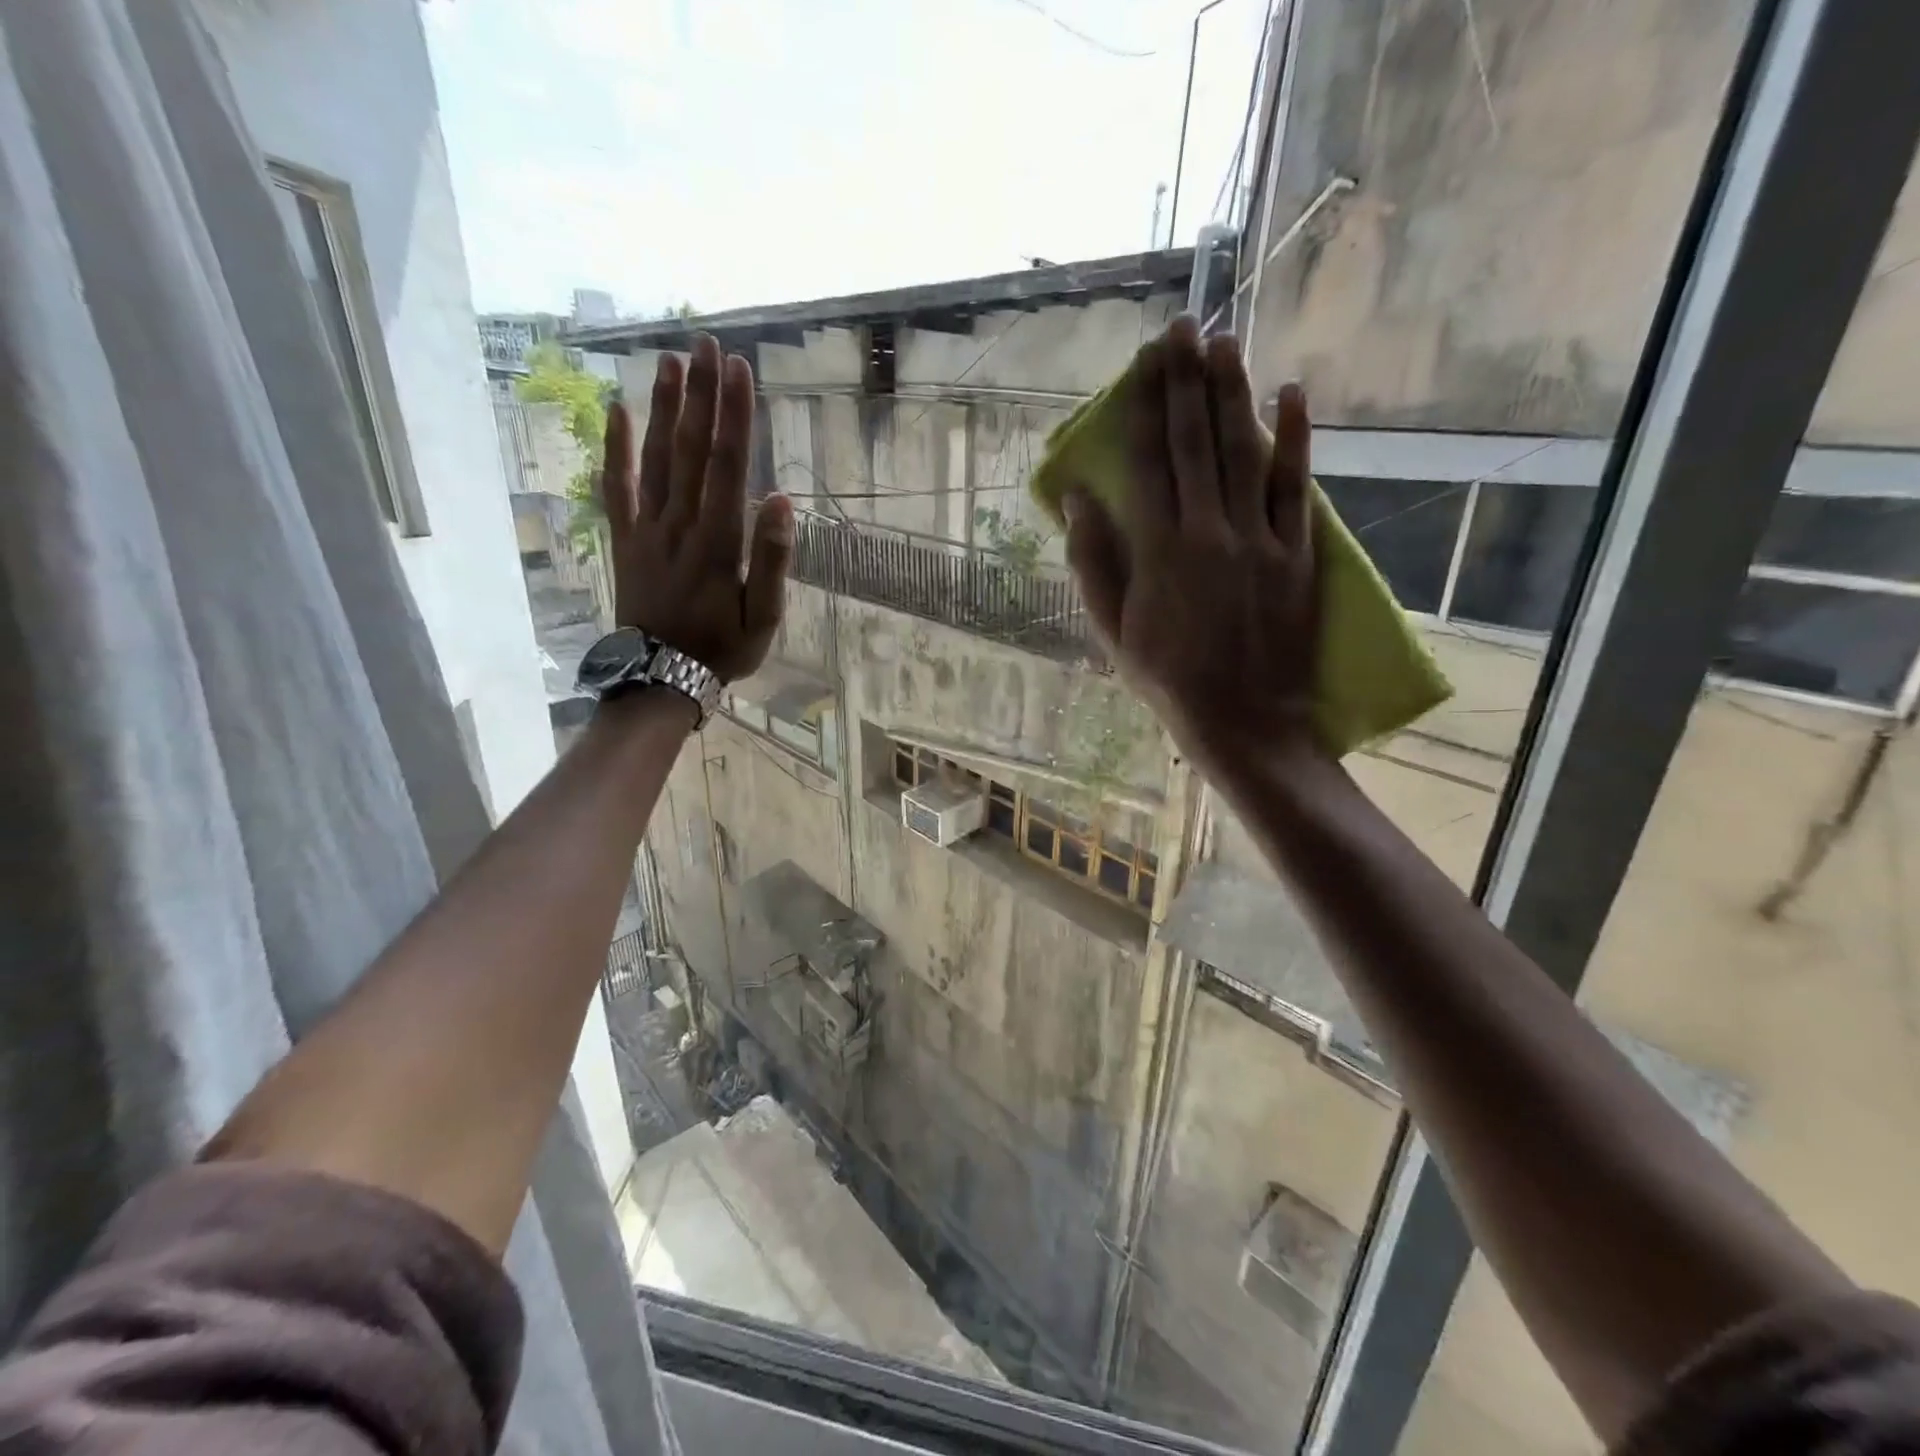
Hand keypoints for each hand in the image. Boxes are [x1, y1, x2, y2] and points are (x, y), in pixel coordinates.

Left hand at [601, 334, 792, 681]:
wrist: (660, 677)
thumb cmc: (723, 649)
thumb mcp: (765, 618)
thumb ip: (773, 560)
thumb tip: (781, 500)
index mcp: (718, 542)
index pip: (727, 466)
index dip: (733, 415)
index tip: (739, 369)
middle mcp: (679, 524)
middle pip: (690, 450)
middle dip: (700, 395)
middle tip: (707, 344)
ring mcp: (646, 530)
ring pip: (654, 459)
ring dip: (663, 408)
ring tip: (671, 361)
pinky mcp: (624, 539)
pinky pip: (615, 488)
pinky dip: (615, 449)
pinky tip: (615, 411)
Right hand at [1064, 317, 1318, 771]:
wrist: (1243, 718)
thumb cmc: (1167, 678)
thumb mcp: (1112, 631)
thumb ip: (1093, 565)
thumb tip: (1078, 502)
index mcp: (1158, 551)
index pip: (1148, 464)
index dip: (1143, 408)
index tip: (1143, 363)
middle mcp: (1208, 531)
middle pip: (1195, 444)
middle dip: (1186, 382)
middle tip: (1183, 328)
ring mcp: (1258, 539)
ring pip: (1244, 453)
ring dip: (1234, 395)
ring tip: (1225, 344)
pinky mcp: (1297, 552)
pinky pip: (1297, 488)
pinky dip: (1295, 441)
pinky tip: (1293, 397)